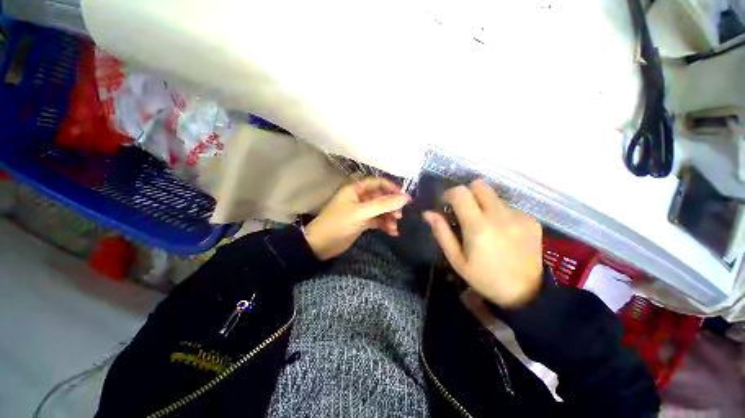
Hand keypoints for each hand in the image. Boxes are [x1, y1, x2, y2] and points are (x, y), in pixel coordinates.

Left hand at [305, 177, 409, 260]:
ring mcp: (360, 211)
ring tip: (394, 227)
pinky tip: (392, 232)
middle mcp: (359, 198)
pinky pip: (376, 221)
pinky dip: (384, 225)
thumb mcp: (361, 213)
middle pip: (380, 197)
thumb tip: (405, 198)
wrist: (320, 245)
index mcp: (355, 189)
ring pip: (379, 210)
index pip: (377, 183)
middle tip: (399, 215)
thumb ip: (383, 205)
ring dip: (388, 217)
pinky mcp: (361, 222)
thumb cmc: (338, 224)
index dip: (391, 188)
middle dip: (391, 205)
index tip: (404, 197)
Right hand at [423, 179, 542, 306]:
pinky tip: (500, 230)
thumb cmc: (484, 278)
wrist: (526, 294)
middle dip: (466, 192)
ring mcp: (519, 216)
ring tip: (483, 224)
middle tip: (463, 210)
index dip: (449, 194)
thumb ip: (442, 233)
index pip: (461, 193)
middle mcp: (500, 216)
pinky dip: (498, 212)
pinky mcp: (531, 220)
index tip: (446, 204)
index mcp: (478, 227)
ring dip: (483, 203)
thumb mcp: (457, 260)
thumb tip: (428, 213)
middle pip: (479, 185)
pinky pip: (508, 206)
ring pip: (493, 195)